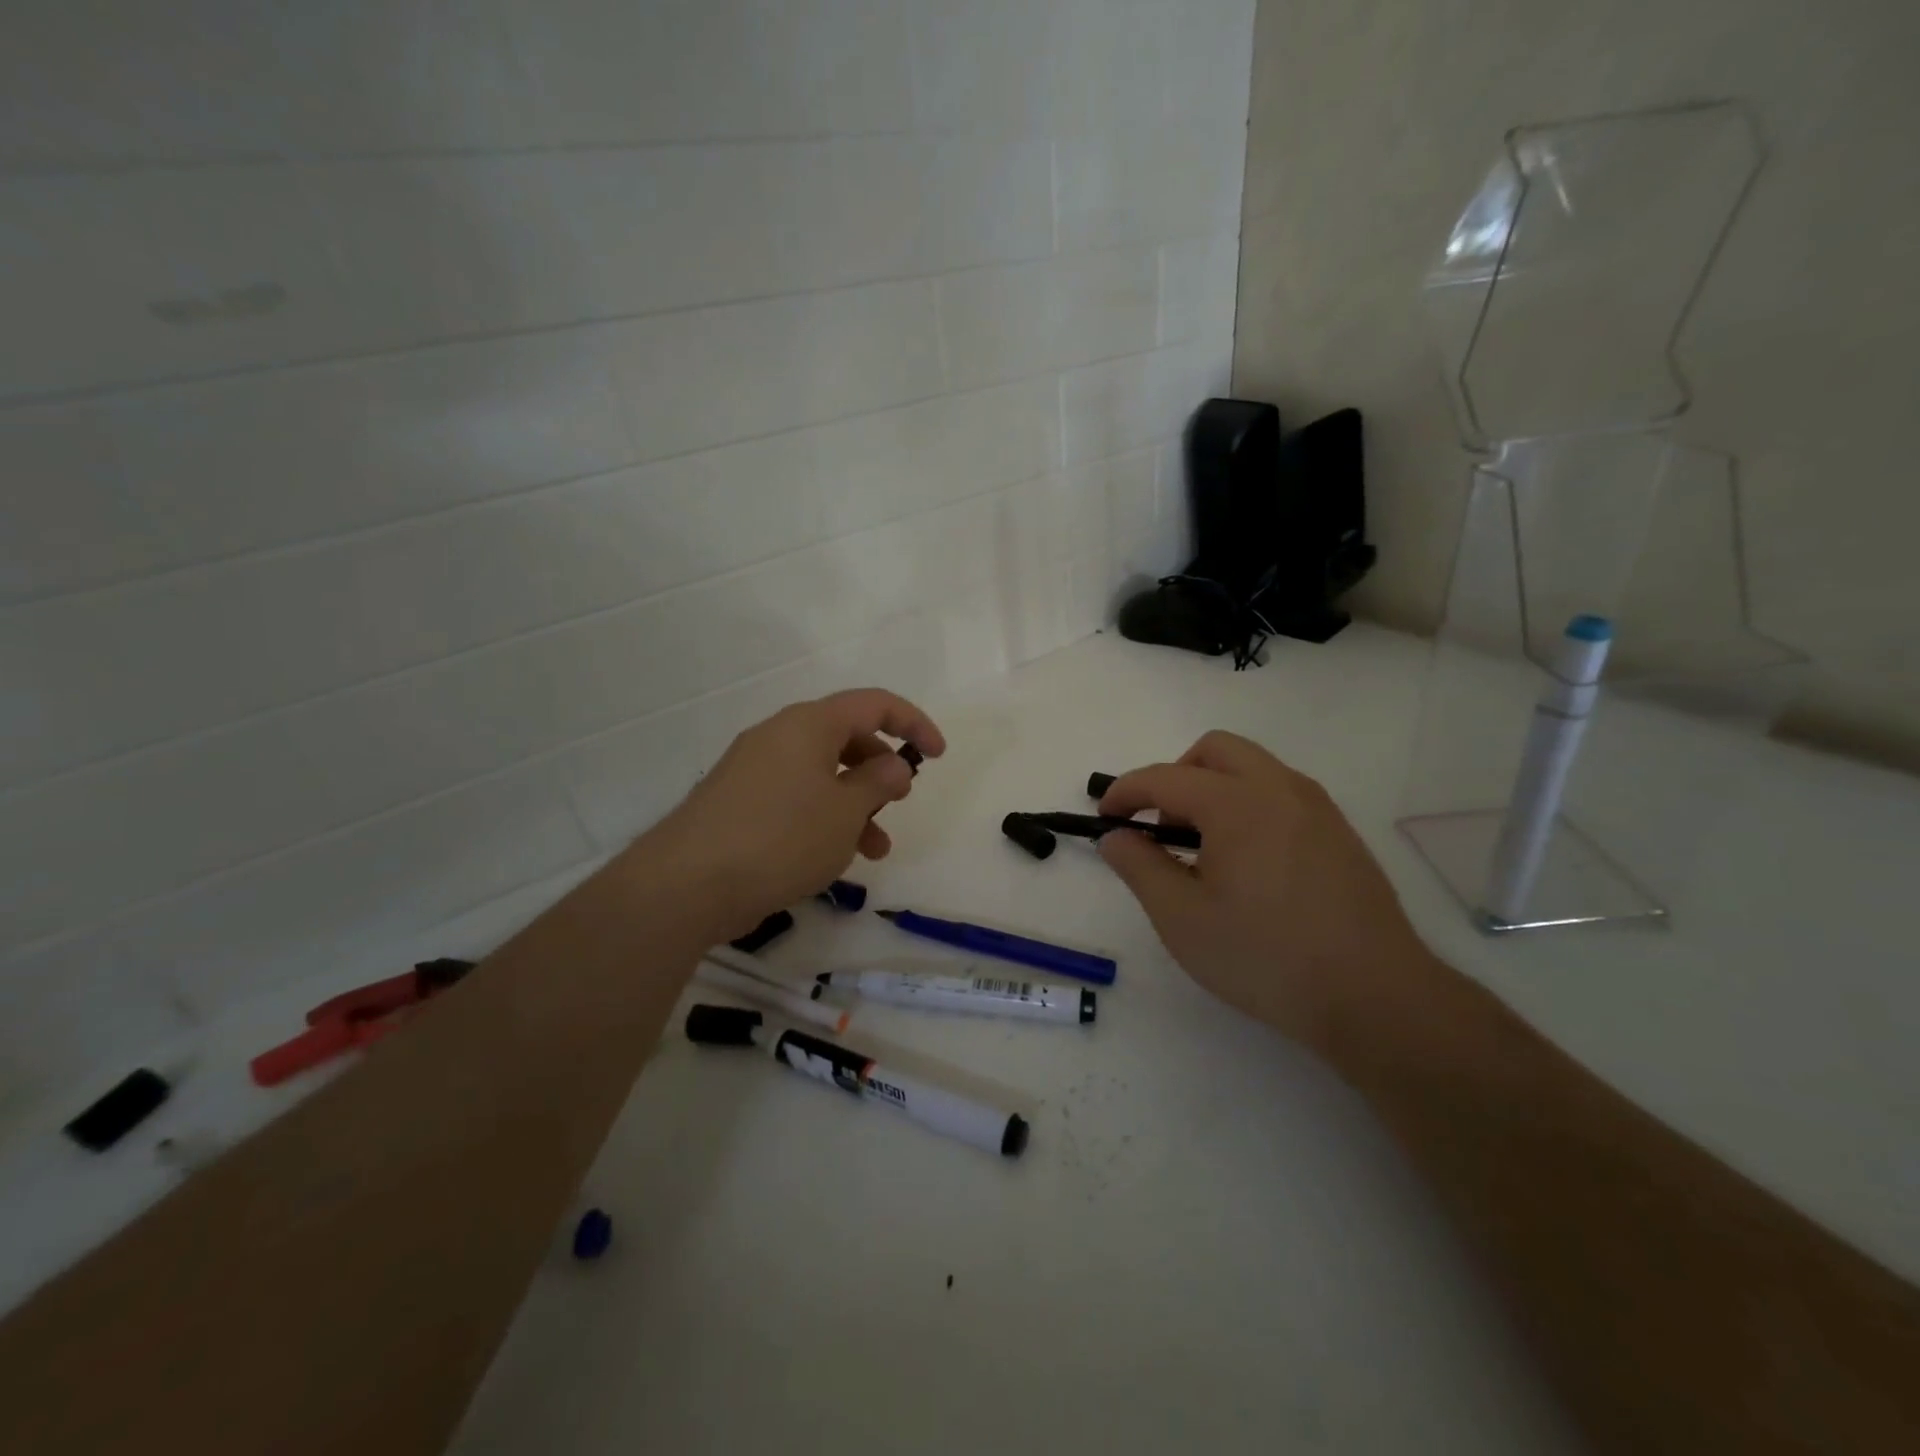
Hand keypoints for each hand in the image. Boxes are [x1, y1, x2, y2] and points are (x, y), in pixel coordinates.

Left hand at [634, 688, 944, 939]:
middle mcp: (779, 736)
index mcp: (809, 724)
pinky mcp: (737, 802)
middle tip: (897, 803)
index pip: (874, 703)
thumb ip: (879, 782)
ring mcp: (753, 769)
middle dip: (880, 770)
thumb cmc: (781, 838)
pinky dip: (823, 817)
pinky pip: (795, 797)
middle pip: (846, 737)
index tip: (937, 755)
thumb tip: (894, 766)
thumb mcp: (846, 811)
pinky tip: (831, 858)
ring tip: (874, 850)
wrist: (686, 885)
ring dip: (855, 804)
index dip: (913, 723)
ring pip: (822, 774)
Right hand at [1097, 730, 1436, 1054]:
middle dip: (1175, 775)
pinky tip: (1248, 863)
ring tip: (1203, 847)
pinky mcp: (1340, 833)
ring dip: (1214, 787)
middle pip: (1215, 750)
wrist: (1374, 997)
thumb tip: (1115, 837)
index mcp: (1236, 802)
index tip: (1105, 817)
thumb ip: (1139, 867)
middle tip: (1160, 825)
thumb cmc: (1264, 956)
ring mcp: (1317, 808)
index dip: (1126, 792)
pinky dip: (1248, 804)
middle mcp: (1279, 788)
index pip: (1164, 777)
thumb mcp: (1181, 918)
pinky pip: (1281, 794)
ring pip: (1253, 767)